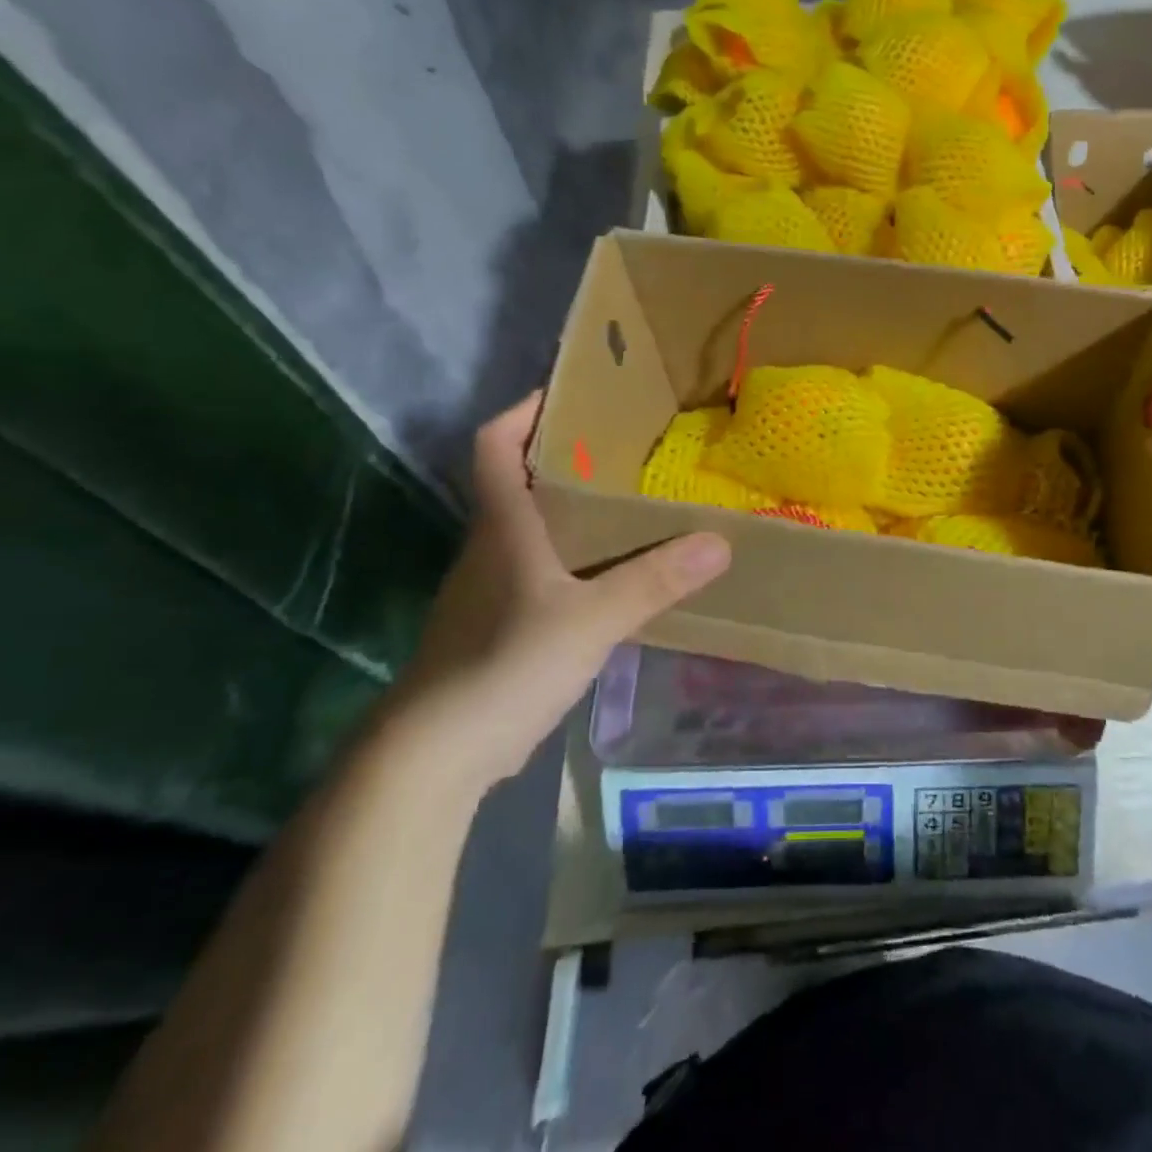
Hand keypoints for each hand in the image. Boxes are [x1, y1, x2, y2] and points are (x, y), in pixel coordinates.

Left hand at [382, 395, 730, 786]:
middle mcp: (487, 549)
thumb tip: (719, 541)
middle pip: (516, 483)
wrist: (432, 756)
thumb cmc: (506, 666)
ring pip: (527, 531)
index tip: (567, 394)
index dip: (522, 413)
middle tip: (624, 450)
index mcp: (502, 528)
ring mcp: (486, 591)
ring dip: (567, 511)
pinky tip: (606, 578)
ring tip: (627, 507)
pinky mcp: (493, 628)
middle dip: (563, 459)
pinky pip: (534, 572)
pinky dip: (567, 559)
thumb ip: (654, 580)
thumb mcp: (592, 620)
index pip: (494, 446)